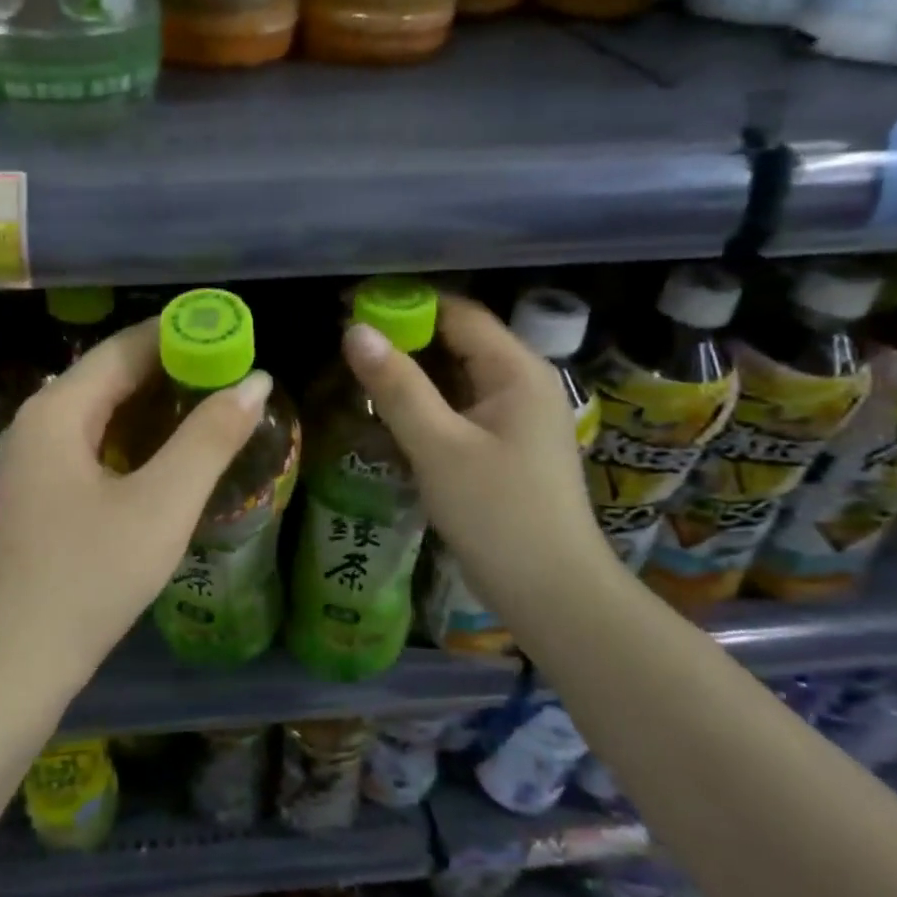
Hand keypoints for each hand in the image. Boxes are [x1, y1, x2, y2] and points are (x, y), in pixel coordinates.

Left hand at [0, 318, 271, 681]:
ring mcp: (30, 460)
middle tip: (234, 371)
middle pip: (110, 375)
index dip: (182, 334)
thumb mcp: (162, 505)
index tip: (234, 334)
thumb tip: (255, 382)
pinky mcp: (36, 494)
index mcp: (57, 410)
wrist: (12, 664)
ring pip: (100, 412)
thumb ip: (209, 438)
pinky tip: (166, 453)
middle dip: (172, 368)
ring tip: (211, 405)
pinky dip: (132, 437)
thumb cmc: (89, 578)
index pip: (125, 347)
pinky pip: (90, 444)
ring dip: (154, 404)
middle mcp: (35, 422)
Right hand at [342, 295, 618, 620]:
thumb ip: (397, 387)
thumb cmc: (497, 514)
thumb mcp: (439, 447)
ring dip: (412, 372)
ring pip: (456, 376)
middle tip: (345, 343)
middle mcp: (522, 383)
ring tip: (357, 372)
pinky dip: (425, 402)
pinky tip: (389, 412)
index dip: (405, 303)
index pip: (458, 313)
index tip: (350, 307)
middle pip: (458, 341)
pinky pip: (460, 407)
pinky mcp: (506, 446)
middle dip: (404, 337)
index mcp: (517, 370)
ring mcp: (516, 416)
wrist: (551, 592)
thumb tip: (355, 331)